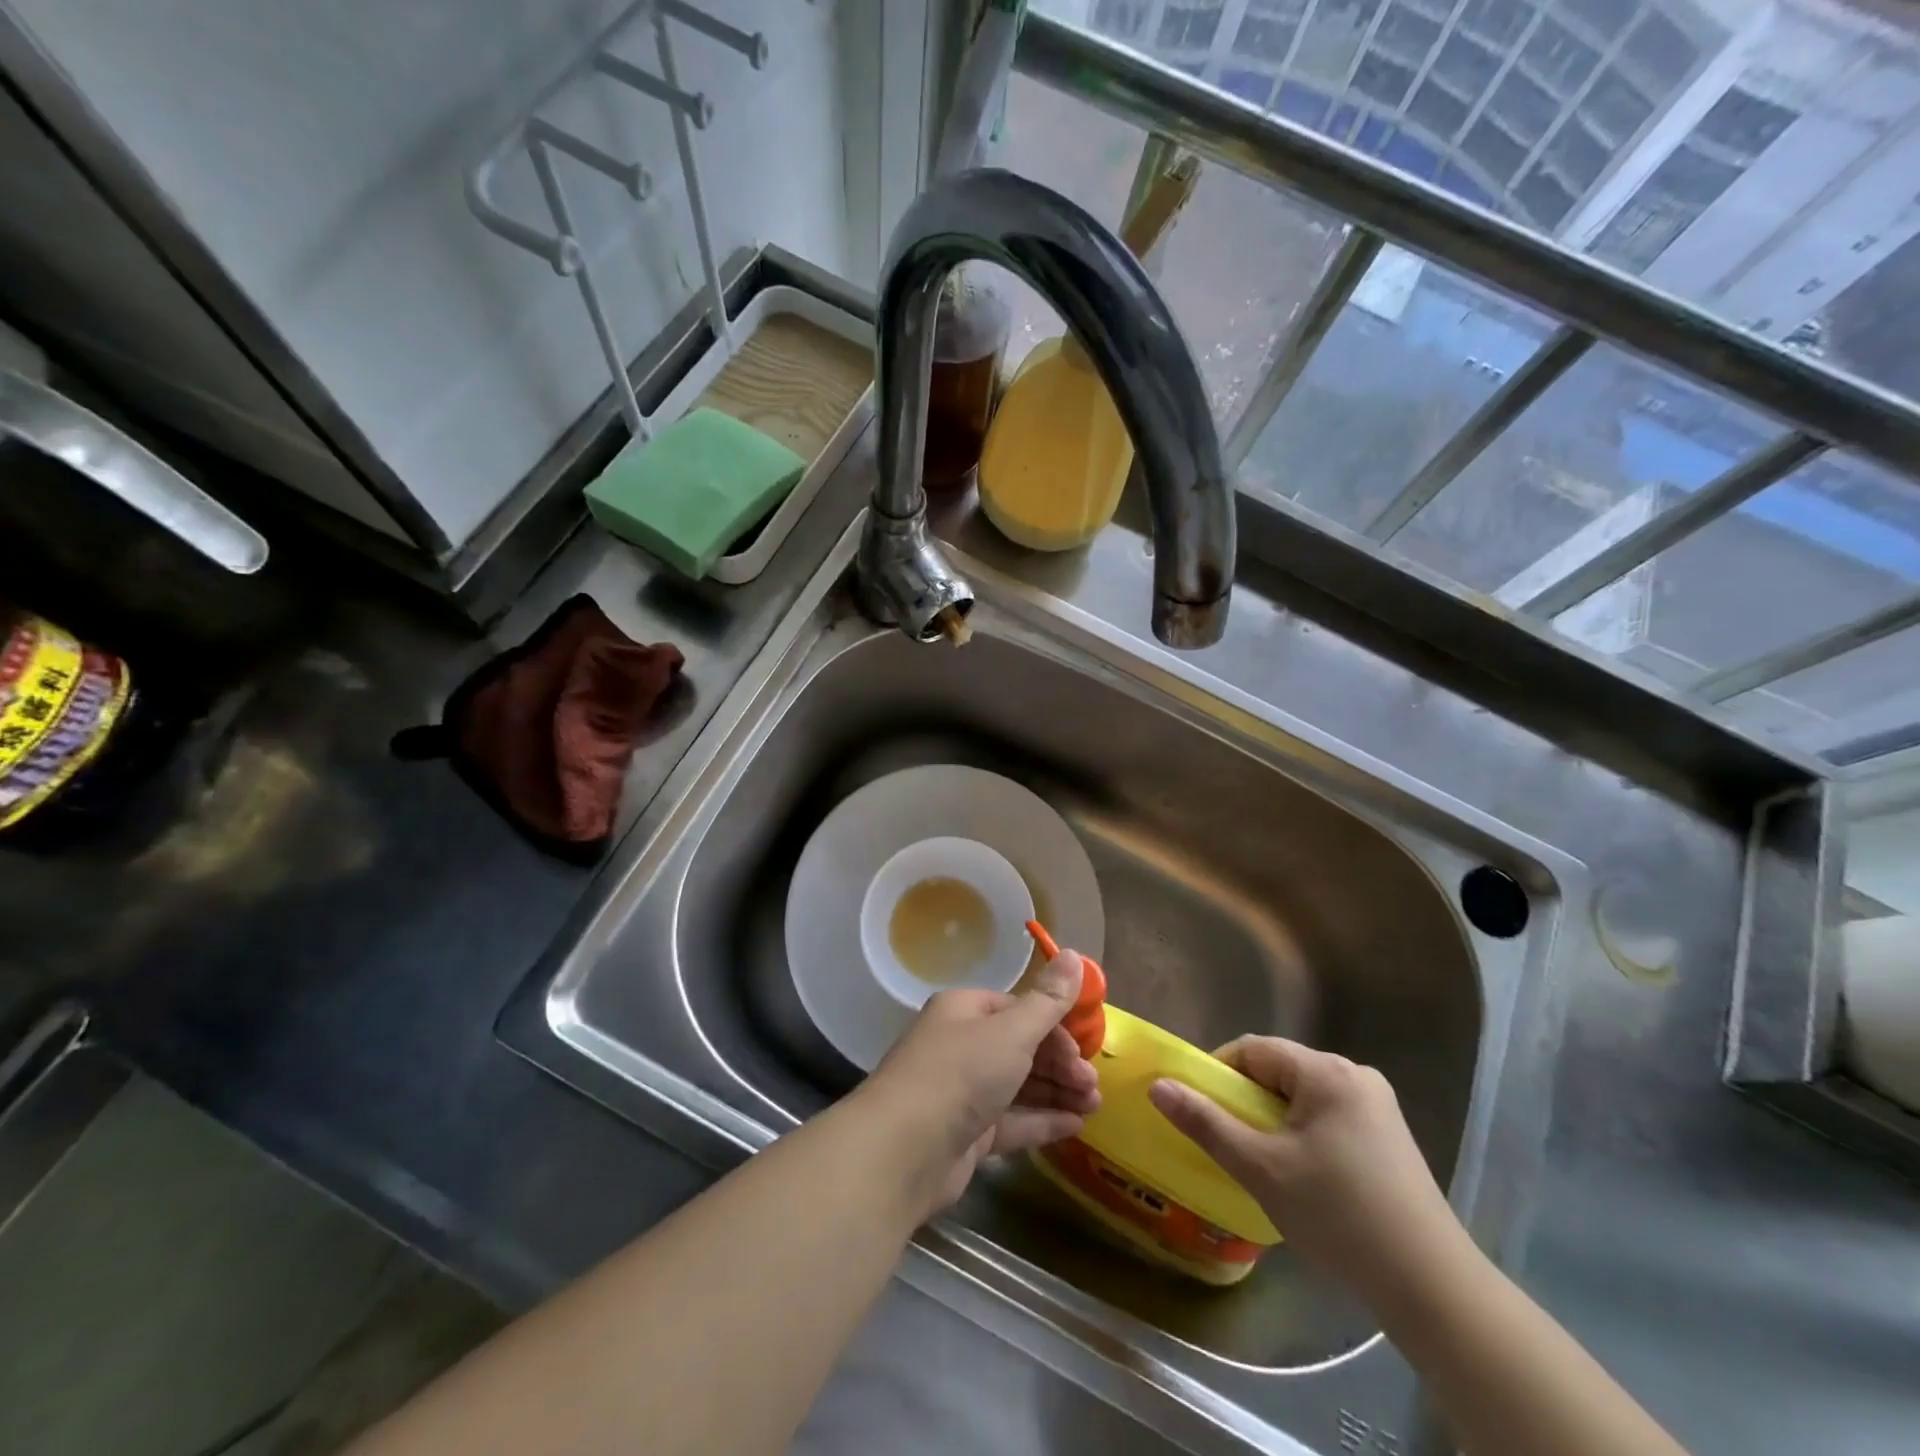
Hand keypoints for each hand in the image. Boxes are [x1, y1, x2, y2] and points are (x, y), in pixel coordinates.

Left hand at [859, 950, 1100, 1217]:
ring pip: (1019, 1085)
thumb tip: (1075, 953)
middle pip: (1021, 1048)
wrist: (903, 1149)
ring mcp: (962, 1092)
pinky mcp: (965, 1134)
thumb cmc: (960, 1074)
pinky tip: (1074, 1127)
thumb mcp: (1012, 1031)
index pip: (1019, 1010)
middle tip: (1093, 1085)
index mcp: (965, 1011)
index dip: (1055, 1028)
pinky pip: (1011, 1121)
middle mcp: (961, 1045)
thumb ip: (1048, 1000)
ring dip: (1058, 1092)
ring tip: (1094, 1106)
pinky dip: (1041, 1121)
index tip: (1086, 1050)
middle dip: (1061, 1064)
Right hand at [1148, 1036, 1465, 1300]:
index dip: (1219, 1073)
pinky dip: (1304, 1134)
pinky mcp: (1390, 1138)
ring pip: (1304, 1095)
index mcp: (1326, 1071)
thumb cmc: (1337, 1215)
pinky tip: (1305, 1177)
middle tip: (1232, 1142)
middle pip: (1280, 1070)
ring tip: (1264, 1163)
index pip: (1254, 1050)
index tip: (1203, 1111)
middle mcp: (1356, 1075)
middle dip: (1248, 1100)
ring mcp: (1379, 1107)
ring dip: (1275, 1120)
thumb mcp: (1260, 1167)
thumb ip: (1205, 1122)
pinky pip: (1330, 1116)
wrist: (1431, 1286)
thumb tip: (1157, 1085)